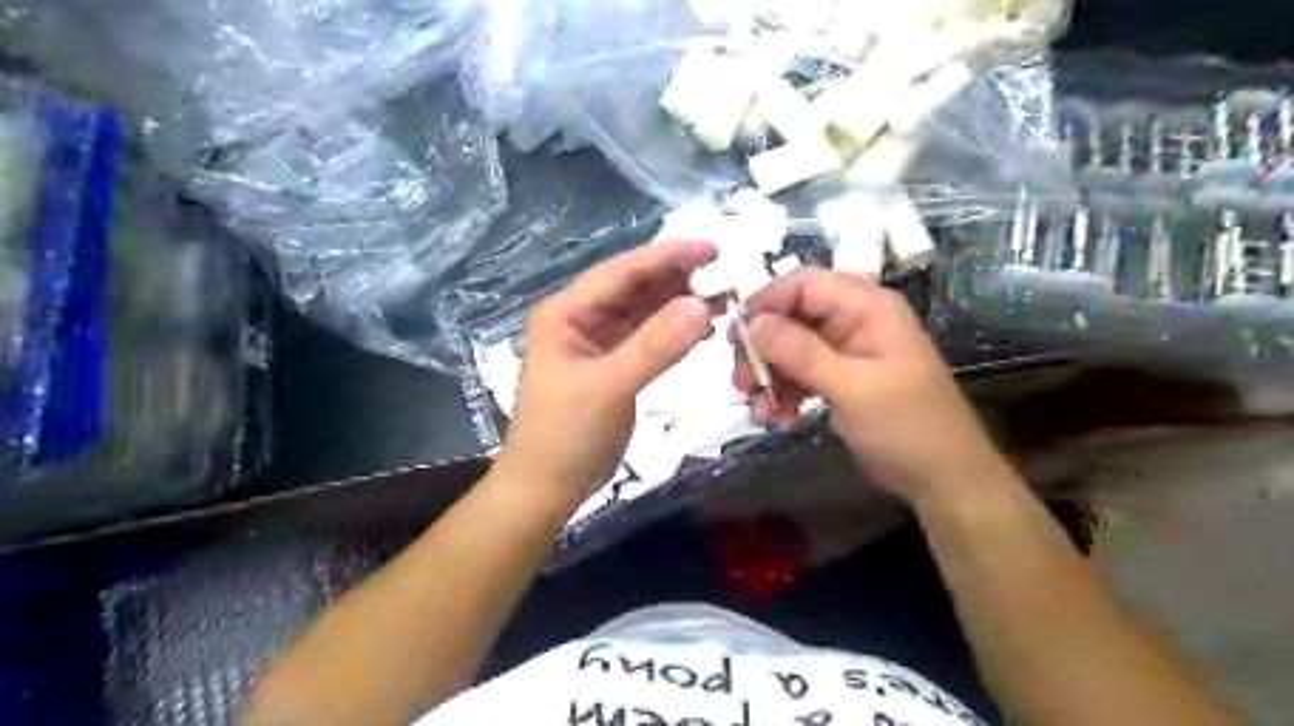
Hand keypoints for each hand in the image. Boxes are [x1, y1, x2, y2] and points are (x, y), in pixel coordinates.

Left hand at [497, 241, 718, 507]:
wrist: (546, 488)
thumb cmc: (565, 436)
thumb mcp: (609, 387)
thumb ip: (655, 346)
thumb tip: (702, 305)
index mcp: (567, 312)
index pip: (622, 271)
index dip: (667, 257)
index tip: (713, 249)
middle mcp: (581, 318)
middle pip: (634, 286)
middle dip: (678, 279)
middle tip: (726, 277)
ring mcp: (598, 342)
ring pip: (644, 310)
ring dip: (680, 303)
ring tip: (723, 300)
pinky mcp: (614, 364)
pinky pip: (648, 336)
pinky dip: (675, 330)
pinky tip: (703, 328)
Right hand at [732, 267, 1015, 503]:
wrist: (943, 478)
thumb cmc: (906, 426)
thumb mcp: (851, 388)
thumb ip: (800, 352)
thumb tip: (752, 323)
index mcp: (866, 307)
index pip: (805, 284)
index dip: (766, 303)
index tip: (736, 336)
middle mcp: (853, 320)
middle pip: (791, 317)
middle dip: (762, 350)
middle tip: (740, 383)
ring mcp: (846, 350)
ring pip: (790, 348)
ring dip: (768, 377)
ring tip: (757, 411)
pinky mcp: (840, 377)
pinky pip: (800, 373)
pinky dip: (784, 393)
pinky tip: (779, 419)